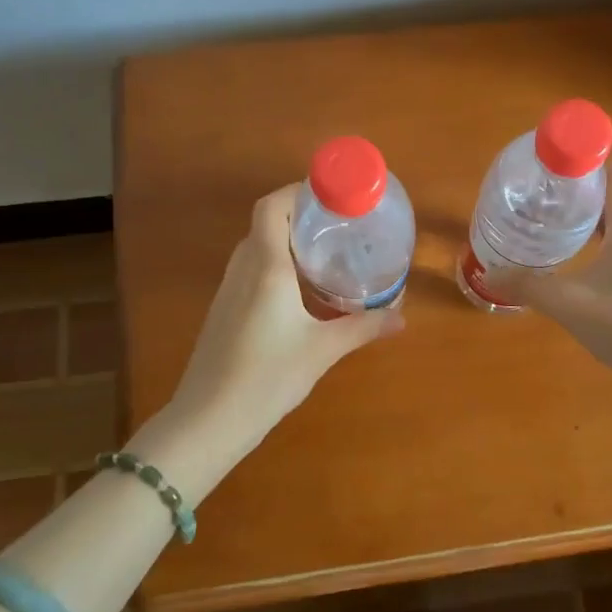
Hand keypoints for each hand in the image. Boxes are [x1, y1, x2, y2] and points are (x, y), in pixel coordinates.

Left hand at [165, 185, 404, 464]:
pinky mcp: (224, 311)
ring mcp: (228, 290)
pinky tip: (300, 292)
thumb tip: (402, 318)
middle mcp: (243, 269)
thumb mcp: (323, 350)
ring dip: (286, 242)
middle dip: (300, 217)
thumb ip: (363, 328)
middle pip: (266, 223)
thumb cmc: (267, 376)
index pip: (272, 207)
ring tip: (325, 254)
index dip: (297, 192)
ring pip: (256, 248)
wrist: (209, 420)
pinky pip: (251, 271)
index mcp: (266, 267)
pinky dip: (275, 266)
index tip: (331, 197)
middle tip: (339, 226)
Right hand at [490, 159, 611, 386]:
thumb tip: (491, 273)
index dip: (591, 162)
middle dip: (582, 195)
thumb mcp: (568, 303)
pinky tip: (579, 270)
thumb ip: (527, 286)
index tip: (558, 168)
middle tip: (546, 200)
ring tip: (556, 231)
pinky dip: (601, 249)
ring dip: (591, 224)